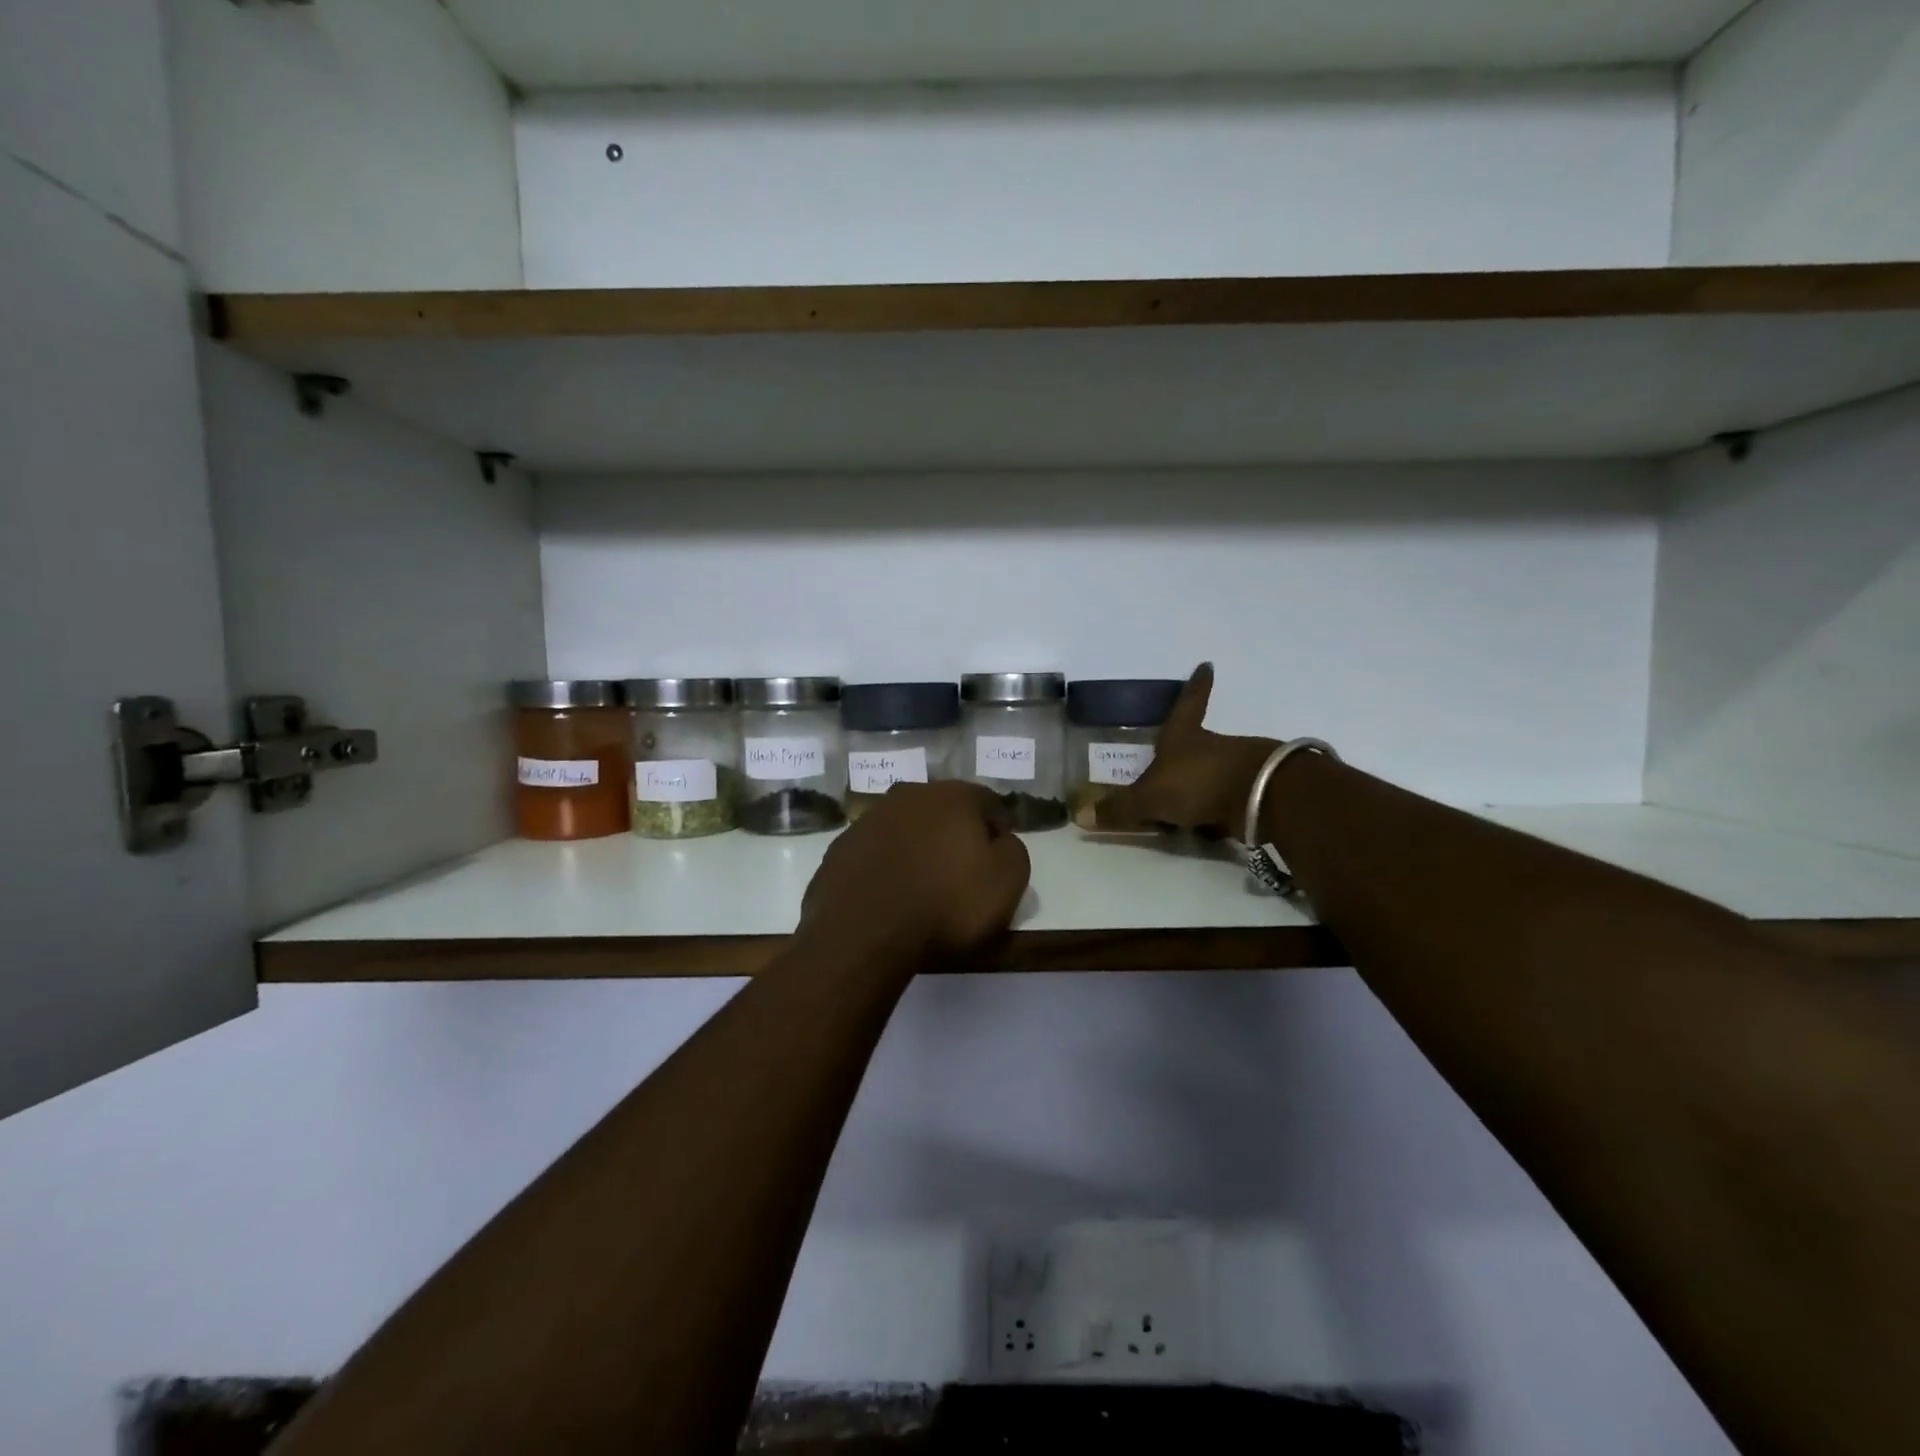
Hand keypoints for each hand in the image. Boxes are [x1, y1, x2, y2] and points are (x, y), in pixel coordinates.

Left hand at [798, 780, 1031, 971]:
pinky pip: (875, 851)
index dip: (998, 829)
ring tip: (923, 885)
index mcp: (953, 796)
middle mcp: (909, 795)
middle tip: (962, 870)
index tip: (1000, 858)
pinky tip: (889, 894)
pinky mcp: (840, 847)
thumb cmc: (946, 905)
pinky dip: (886, 865)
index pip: (988, 802)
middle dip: (955, 834)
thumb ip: (1013, 851)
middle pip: (943, 809)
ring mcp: (869, 819)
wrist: (864, 934)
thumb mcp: (1006, 883)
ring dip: (917, 846)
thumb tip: (1001, 840)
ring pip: (905, 827)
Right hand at [1078, 664, 1278, 834]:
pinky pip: (1224, 800)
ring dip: (1197, 786)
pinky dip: (1213, 811)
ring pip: (1210, 773)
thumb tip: (1079, 815)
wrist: (1260, 797)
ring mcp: (1234, 768)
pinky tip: (1204, 827)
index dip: (1195, 686)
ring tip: (1180, 808)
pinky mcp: (1250, 792)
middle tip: (1168, 763)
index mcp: (1184, 736)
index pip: (1188, 703)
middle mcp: (1210, 746)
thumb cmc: (1198, 782)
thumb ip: (1120, 808)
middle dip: (1185, 753)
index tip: (1207, 666)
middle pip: (1196, 743)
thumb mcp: (1151, 797)